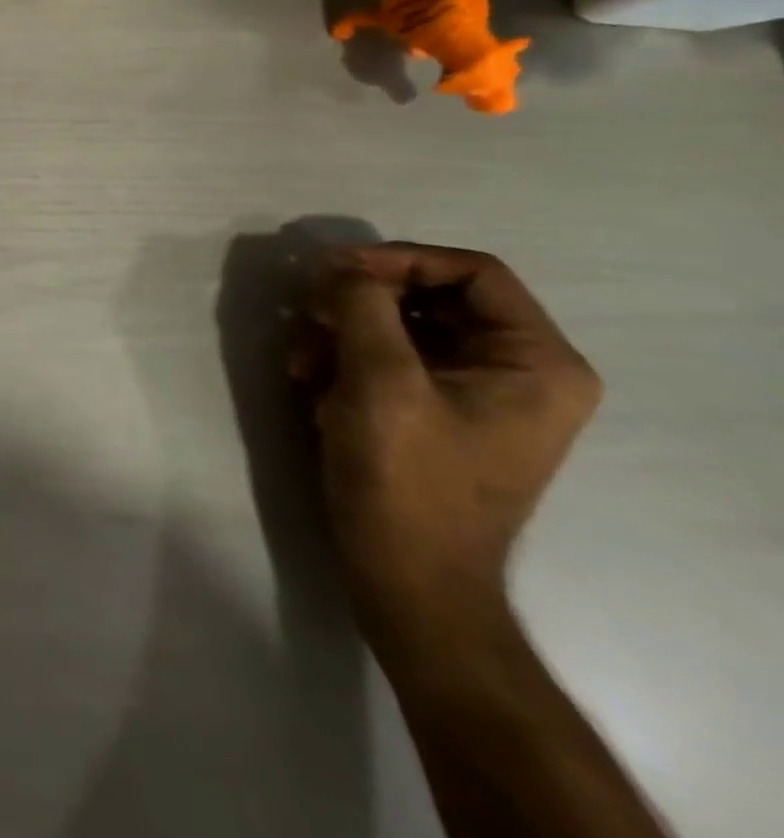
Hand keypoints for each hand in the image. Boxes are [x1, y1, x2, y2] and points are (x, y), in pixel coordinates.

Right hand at [298, 243, 600, 653]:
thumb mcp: (380, 381)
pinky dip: (344, 359)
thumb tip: (341, 265)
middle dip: (358, 301)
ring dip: (341, 331)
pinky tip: (310, 382)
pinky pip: (388, 357)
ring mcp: (474, 393)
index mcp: (536, 362)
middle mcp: (517, 370)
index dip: (398, 259)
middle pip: (429, 296)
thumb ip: (362, 306)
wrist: (406, 577)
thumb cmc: (407, 479)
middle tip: (307, 311)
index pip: (471, 272)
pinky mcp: (435, 411)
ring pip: (399, 325)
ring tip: (300, 359)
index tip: (332, 271)